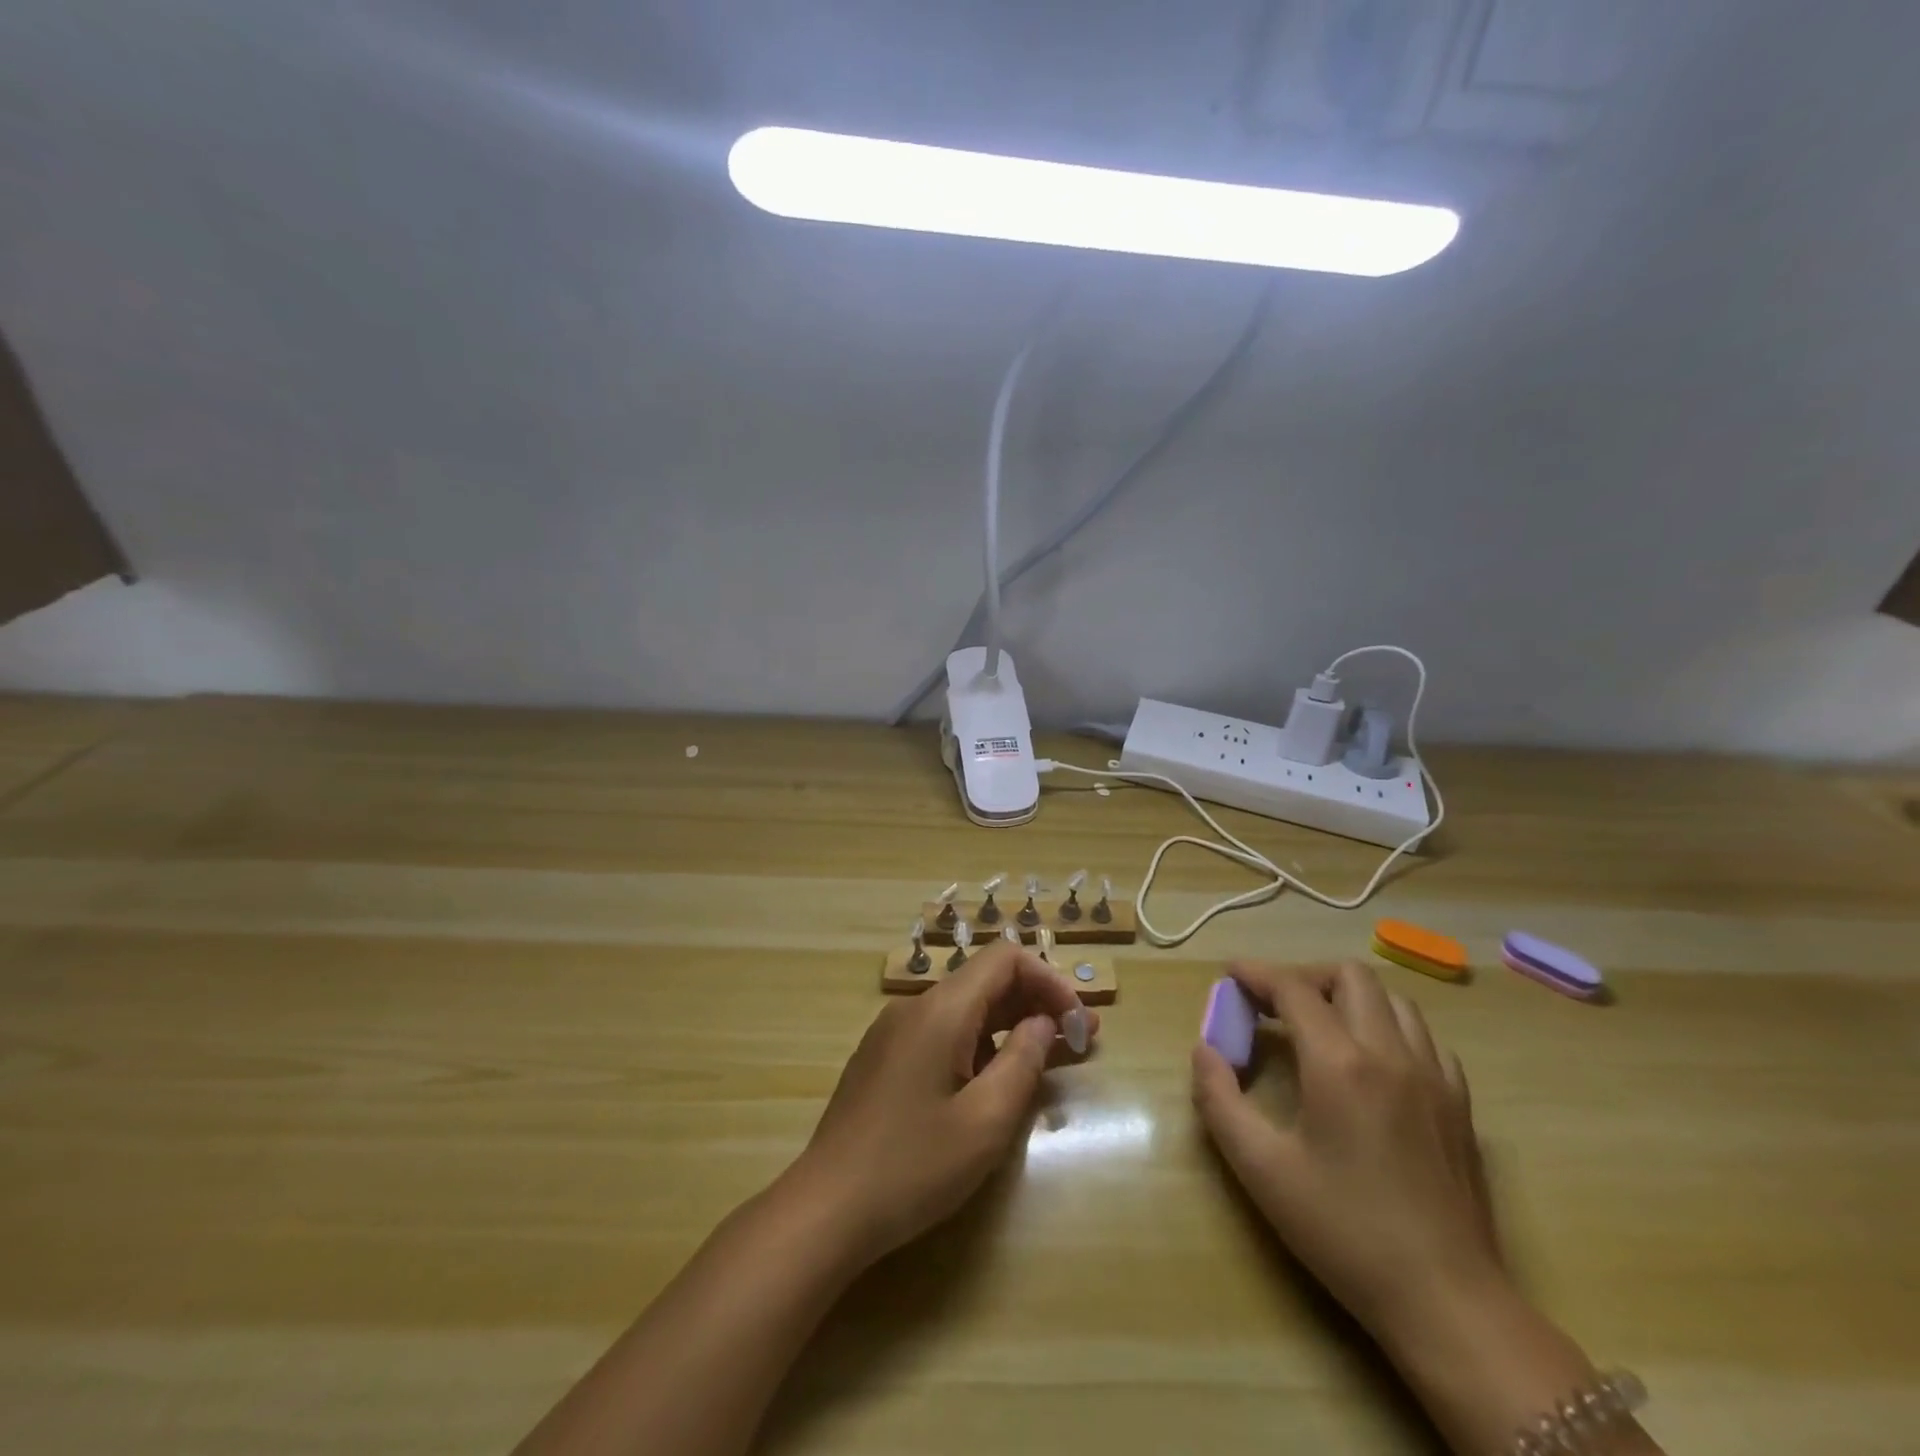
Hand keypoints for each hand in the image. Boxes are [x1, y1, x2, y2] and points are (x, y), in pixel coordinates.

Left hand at [791, 941, 1097, 1258]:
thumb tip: (1044, 1023)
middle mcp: (914, 1007)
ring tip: (1050, 1057)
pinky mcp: (884, 1058)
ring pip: (964, 1010)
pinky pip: (941, 1033)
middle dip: (1036, 1003)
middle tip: (1082, 1038)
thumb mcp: (984, 1122)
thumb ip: (1022, 1062)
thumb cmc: (912, 1166)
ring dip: (1010, 1025)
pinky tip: (996, 1078)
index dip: (1049, 979)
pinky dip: (979, 1044)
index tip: (1079, 1021)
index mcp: (940, 1010)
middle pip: (985, 982)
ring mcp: (894, 1031)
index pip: (1004, 959)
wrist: (825, 1209)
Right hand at [1190, 961, 1503, 1344]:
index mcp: (1340, 1064)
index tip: (1231, 975)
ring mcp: (1433, 1077)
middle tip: (1274, 1005)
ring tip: (1320, 1026)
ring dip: (1349, 997)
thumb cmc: (1344, 1232)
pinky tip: (1371, 1062)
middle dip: (1305, 977)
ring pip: (1393, 1000)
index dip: (1257, 974)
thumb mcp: (1261, 1169)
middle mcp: (1391, 1053)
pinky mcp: (1460, 1104)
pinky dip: (1389, 1028)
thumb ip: (1220, 1100)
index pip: (1293, 989)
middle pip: (1350, 976)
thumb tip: (1204, 1050)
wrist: (1448, 1302)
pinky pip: (1424, 1038)